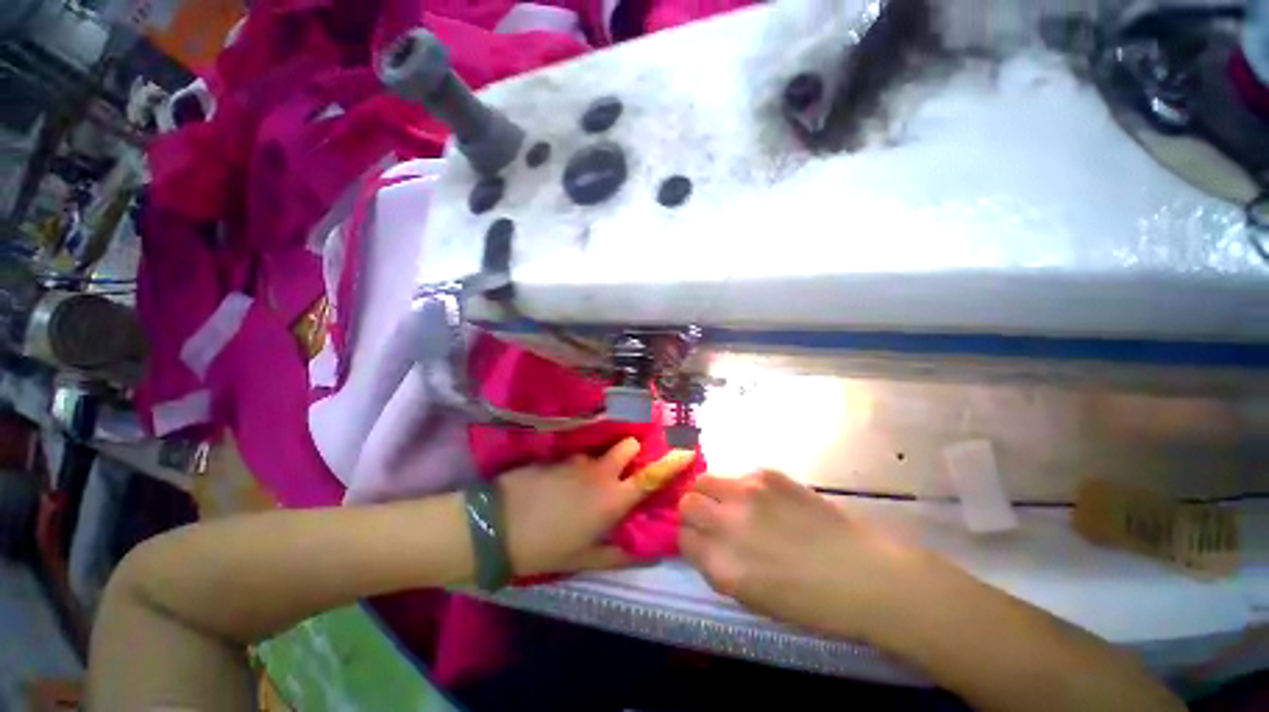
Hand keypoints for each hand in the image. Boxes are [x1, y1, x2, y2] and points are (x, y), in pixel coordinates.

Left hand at [498, 438, 694, 576]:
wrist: (496, 527)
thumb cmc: (545, 548)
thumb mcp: (584, 558)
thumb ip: (620, 554)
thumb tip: (651, 553)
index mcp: (612, 499)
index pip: (650, 477)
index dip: (672, 462)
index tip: (686, 450)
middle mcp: (600, 472)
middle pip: (628, 447)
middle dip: (630, 453)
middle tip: (621, 470)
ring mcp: (577, 460)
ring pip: (600, 452)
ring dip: (600, 462)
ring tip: (584, 482)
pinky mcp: (557, 456)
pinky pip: (577, 456)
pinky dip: (578, 465)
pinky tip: (561, 482)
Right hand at [678, 470, 933, 640]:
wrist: (866, 575)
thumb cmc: (812, 603)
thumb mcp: (753, 598)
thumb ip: (719, 565)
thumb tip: (703, 541)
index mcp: (722, 566)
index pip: (682, 538)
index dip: (690, 538)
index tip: (700, 539)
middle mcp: (727, 524)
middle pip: (687, 503)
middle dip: (693, 511)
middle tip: (712, 517)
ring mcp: (747, 494)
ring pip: (705, 480)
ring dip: (711, 492)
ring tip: (733, 503)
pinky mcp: (767, 475)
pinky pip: (739, 476)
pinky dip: (743, 488)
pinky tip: (767, 501)